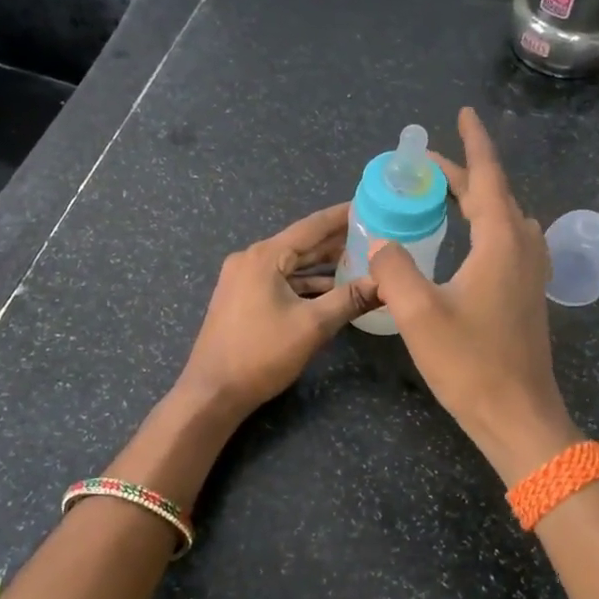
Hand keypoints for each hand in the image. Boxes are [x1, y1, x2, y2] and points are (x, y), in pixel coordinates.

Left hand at [177, 202, 377, 416]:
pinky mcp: (241, 298)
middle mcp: (250, 259)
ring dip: (321, 265)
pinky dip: (304, 284)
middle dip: (336, 241)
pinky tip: (329, 290)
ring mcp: (242, 279)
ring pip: (290, 265)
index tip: (369, 206)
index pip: (311, 226)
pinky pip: (279, 281)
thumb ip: (350, 299)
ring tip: (358, 262)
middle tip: (373, 236)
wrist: (212, 392)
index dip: (342, 216)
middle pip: (301, 244)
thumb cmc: (261, 354)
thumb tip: (385, 282)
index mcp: (265, 256)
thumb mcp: (312, 326)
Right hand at [366, 108, 583, 484]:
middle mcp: (523, 249)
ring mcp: (531, 273)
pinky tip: (466, 240)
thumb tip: (381, 240)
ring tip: (442, 196)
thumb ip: (394, 268)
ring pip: (504, 219)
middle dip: (462, 174)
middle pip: (494, 196)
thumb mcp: (419, 314)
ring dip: (476, 199)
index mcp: (501, 243)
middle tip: (426, 166)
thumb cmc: (470, 364)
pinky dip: (484, 225)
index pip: (487, 178)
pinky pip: (507, 241)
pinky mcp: (527, 295)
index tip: (463, 114)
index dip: (473, 144)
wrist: (519, 417)